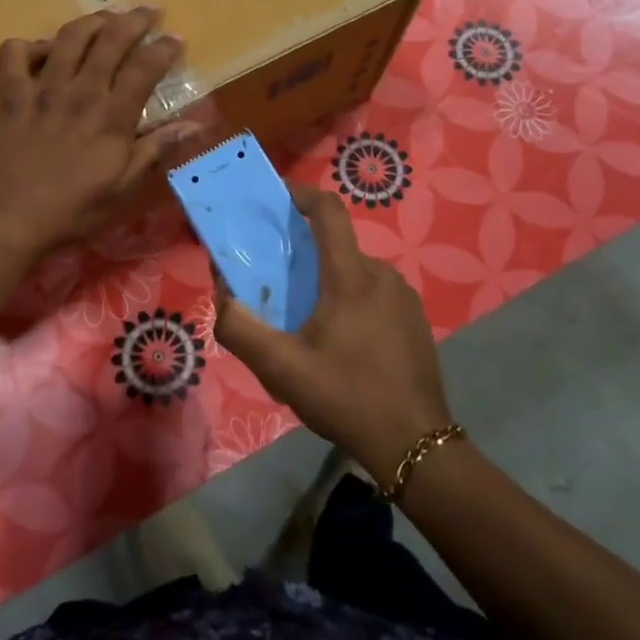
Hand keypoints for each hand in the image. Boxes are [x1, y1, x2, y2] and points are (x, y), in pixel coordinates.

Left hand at [0, 6, 199, 259]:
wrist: (1, 221)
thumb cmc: (68, 212)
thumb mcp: (121, 190)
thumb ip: (155, 151)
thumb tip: (194, 125)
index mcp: (111, 117)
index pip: (145, 67)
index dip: (164, 48)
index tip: (175, 39)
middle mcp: (79, 91)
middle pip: (111, 39)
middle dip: (135, 19)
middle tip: (148, 12)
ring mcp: (40, 88)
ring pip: (69, 36)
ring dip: (91, 21)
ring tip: (104, 20)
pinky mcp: (7, 94)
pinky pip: (16, 51)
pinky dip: (31, 45)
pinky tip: (41, 54)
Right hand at [214, 186, 453, 484]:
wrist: (415, 444)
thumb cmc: (346, 398)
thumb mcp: (281, 370)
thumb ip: (241, 330)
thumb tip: (223, 297)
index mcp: (351, 278)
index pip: (329, 213)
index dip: (303, 194)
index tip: (279, 196)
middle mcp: (382, 276)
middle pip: (338, 248)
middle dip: (305, 256)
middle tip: (279, 284)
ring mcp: (404, 298)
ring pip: (356, 274)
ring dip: (328, 284)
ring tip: (307, 323)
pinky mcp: (416, 321)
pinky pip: (375, 296)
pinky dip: (352, 303)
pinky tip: (341, 345)